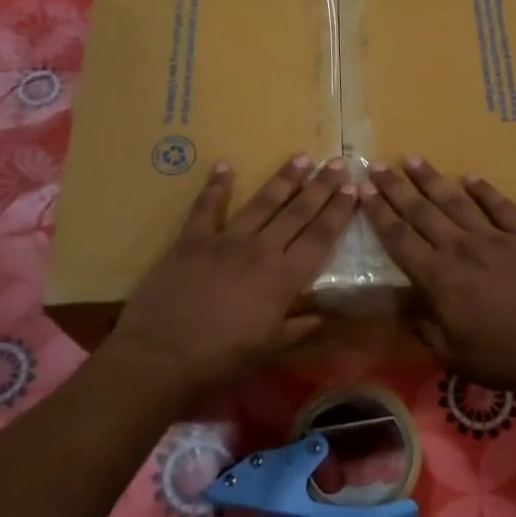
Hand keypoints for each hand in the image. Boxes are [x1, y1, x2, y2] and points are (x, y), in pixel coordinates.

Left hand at [107, 155, 358, 397]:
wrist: (162, 357)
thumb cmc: (221, 359)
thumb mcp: (268, 350)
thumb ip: (297, 329)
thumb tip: (322, 317)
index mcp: (283, 278)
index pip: (320, 237)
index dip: (339, 212)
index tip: (353, 189)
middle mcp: (260, 250)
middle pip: (297, 212)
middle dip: (321, 186)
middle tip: (338, 162)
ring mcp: (225, 241)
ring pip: (261, 203)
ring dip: (284, 179)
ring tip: (302, 157)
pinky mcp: (191, 240)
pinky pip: (206, 207)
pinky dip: (215, 186)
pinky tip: (224, 166)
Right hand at [360, 157, 515, 389]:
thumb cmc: (501, 357)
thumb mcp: (451, 354)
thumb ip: (425, 328)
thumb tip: (406, 309)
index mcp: (438, 277)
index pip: (399, 238)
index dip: (378, 213)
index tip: (363, 191)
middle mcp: (460, 248)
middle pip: (421, 211)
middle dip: (395, 187)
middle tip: (376, 165)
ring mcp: (495, 238)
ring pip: (456, 201)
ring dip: (432, 179)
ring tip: (413, 159)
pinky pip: (501, 206)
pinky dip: (485, 190)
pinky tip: (471, 178)